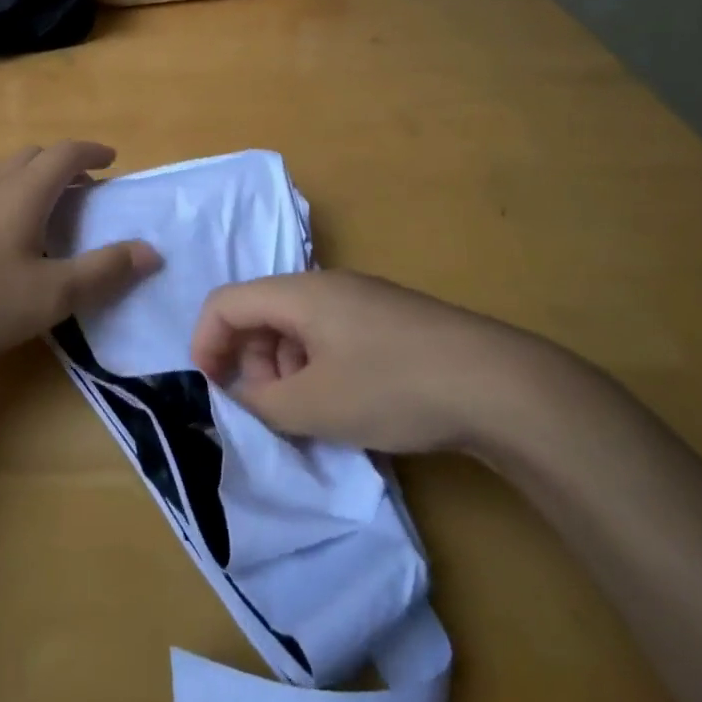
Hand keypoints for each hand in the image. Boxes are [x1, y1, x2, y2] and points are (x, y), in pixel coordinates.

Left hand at [0, 142, 160, 361]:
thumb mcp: (53, 294)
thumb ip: (104, 271)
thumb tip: (151, 251)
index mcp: (24, 192)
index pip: (65, 154)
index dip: (91, 151)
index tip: (111, 159)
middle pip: (31, 155)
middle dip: (61, 163)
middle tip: (80, 187)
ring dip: (27, 176)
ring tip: (39, 205)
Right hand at [190, 269, 582, 454]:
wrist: (496, 383)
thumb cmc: (393, 386)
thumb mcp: (315, 406)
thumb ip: (261, 402)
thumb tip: (241, 395)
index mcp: (299, 292)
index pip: (226, 302)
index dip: (206, 342)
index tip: (210, 390)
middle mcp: (324, 285)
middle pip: (261, 313)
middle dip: (250, 362)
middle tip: (268, 411)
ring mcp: (360, 300)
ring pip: (296, 328)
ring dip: (285, 370)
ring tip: (311, 415)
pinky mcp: (387, 320)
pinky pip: (330, 336)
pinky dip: (317, 368)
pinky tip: (344, 405)